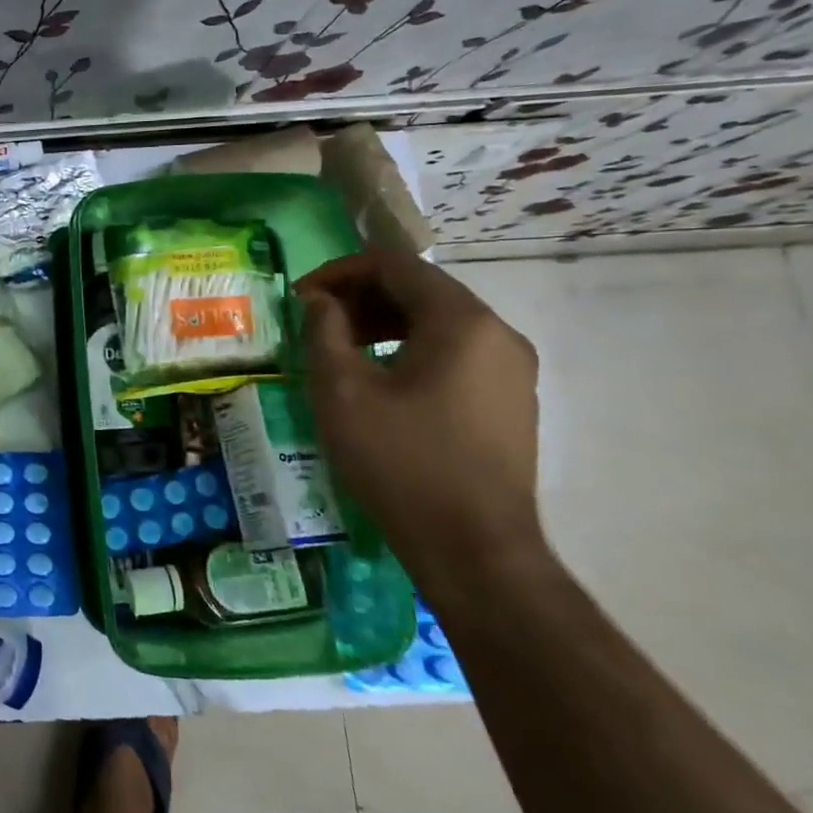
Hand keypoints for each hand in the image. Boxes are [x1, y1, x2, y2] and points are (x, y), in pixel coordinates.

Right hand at [294, 248, 545, 595]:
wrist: (474, 548)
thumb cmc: (400, 461)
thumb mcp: (341, 391)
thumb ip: (323, 331)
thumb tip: (320, 301)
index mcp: (461, 321)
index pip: (395, 265)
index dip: (339, 271)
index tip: (300, 298)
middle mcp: (498, 334)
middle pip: (421, 290)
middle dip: (361, 297)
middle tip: (314, 323)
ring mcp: (512, 369)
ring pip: (439, 323)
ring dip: (384, 324)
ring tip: (340, 350)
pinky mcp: (511, 401)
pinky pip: (456, 353)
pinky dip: (411, 350)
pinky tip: (380, 382)